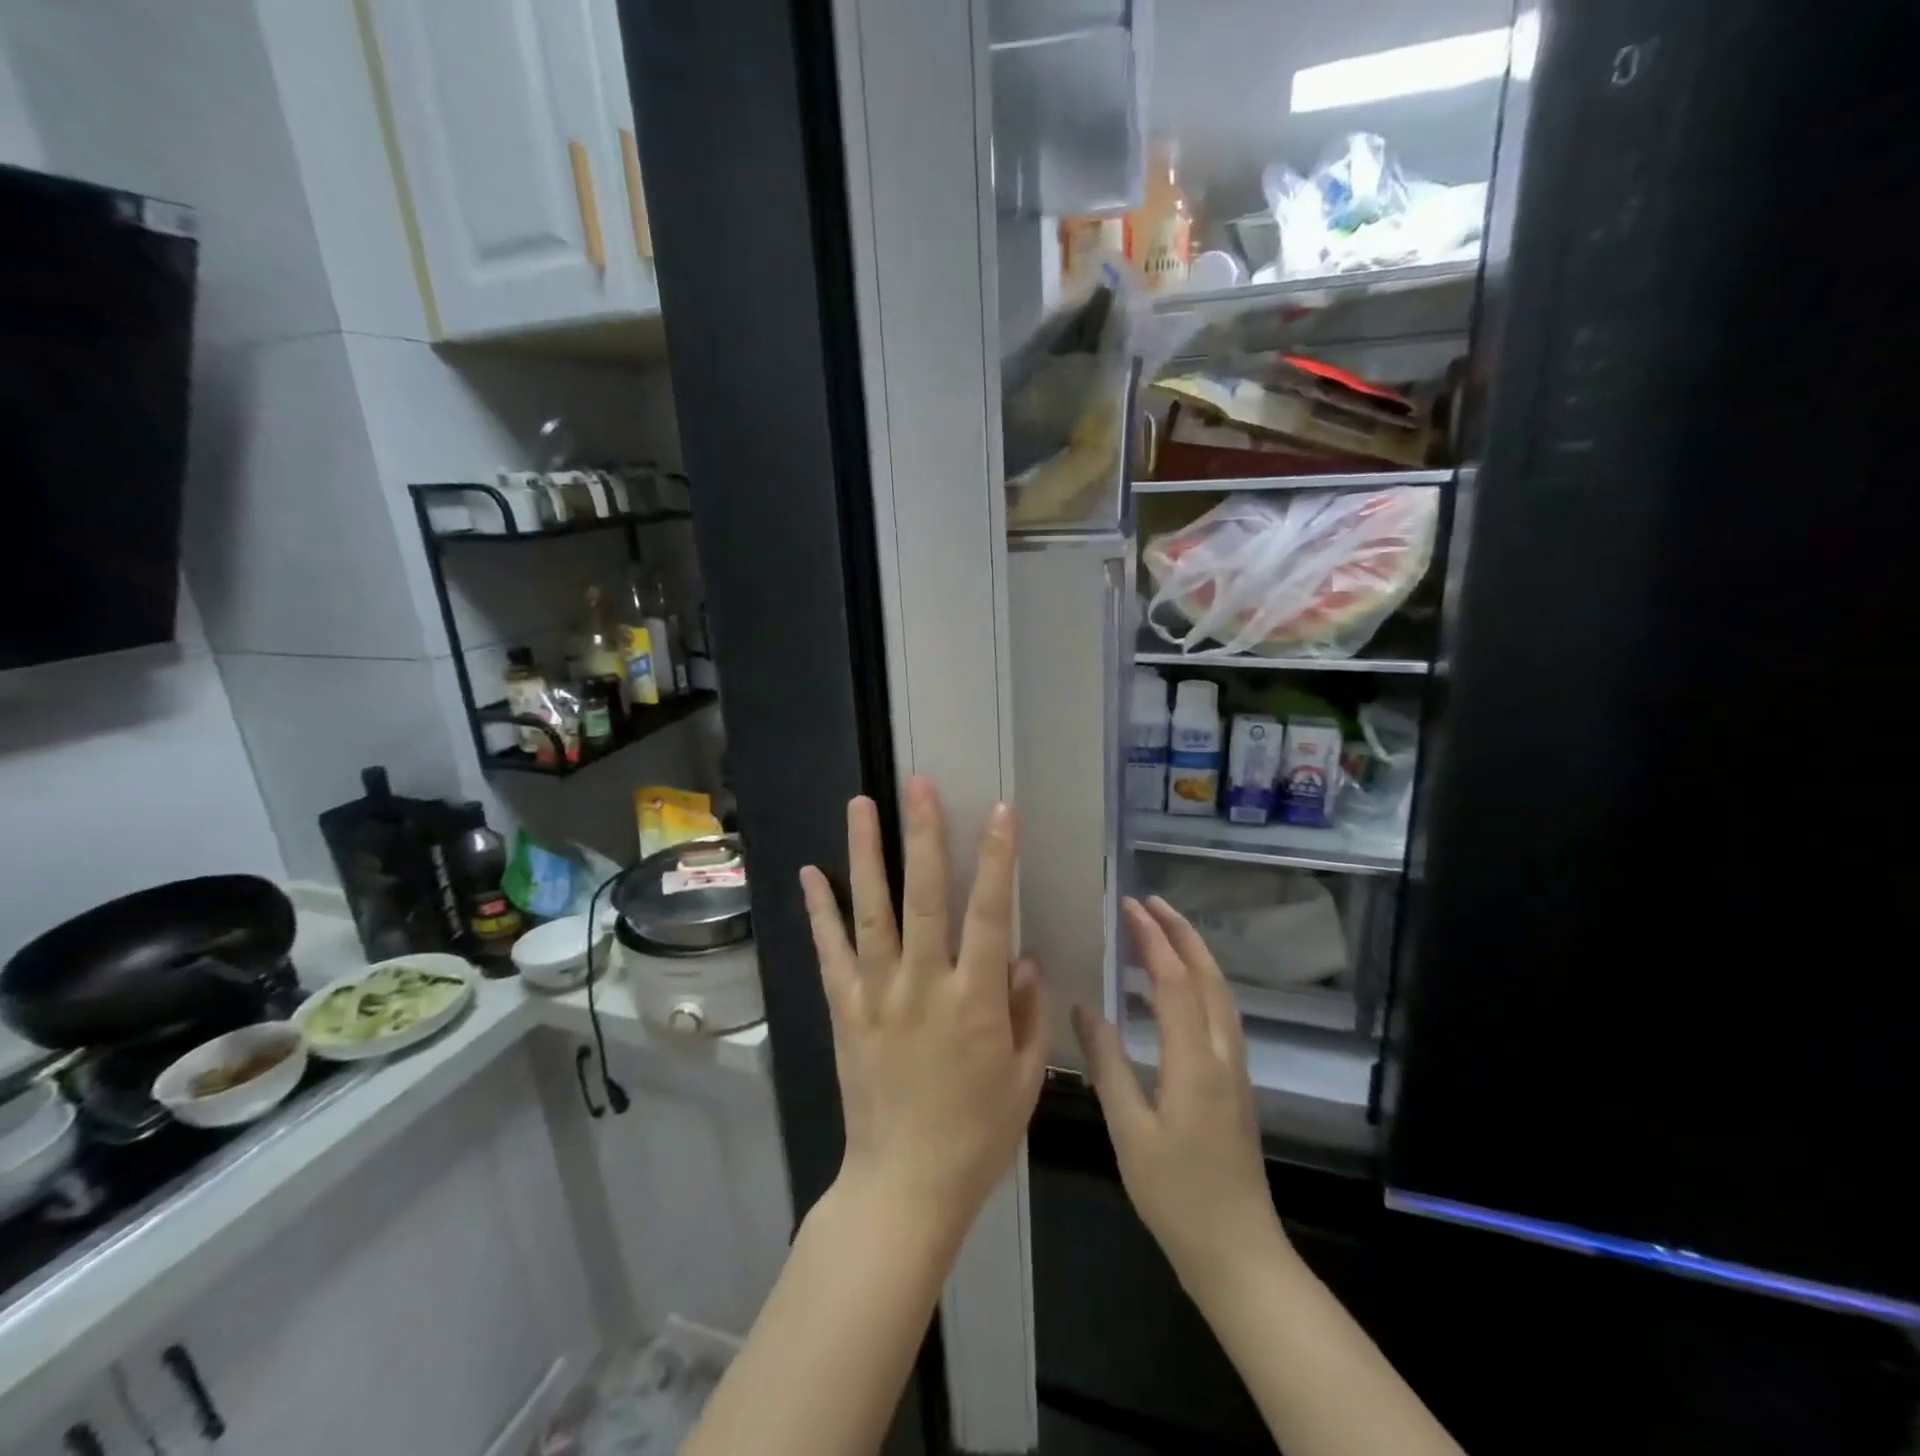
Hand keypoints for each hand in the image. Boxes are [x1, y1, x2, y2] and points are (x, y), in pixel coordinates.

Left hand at [799, 778, 1048, 1242]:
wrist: (903, 1187)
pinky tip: (810, 871)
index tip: (1000, 811)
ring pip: (872, 912)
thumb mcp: (1024, 1078)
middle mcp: (924, 985)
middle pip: (925, 897)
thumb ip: (1028, 1012)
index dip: (997, 858)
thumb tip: (1022, 956)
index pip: (989, 913)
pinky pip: (831, 953)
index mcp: (976, 1001)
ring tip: (861, 804)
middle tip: (919, 784)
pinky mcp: (845, 1010)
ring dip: (866, 855)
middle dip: (924, 835)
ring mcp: (878, 995)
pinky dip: (820, 911)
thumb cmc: (976, 1135)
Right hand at [1072, 896, 1287, 1297]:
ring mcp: (1235, 1067)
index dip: (1152, 939)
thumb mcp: (1128, 1130)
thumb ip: (1107, 1063)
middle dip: (1181, 933)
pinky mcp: (1235, 1082)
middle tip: (1150, 902)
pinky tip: (1174, 991)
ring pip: (1220, 993)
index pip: (1174, 981)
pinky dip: (1199, 983)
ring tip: (1162, 931)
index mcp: (1193, 1061)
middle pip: (1208, 976)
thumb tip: (1084, 1006)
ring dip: (1194, 954)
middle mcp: (1222, 1053)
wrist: (1238, 1253)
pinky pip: (1220, 1013)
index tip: (1128, 906)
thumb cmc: (1176, 1195)